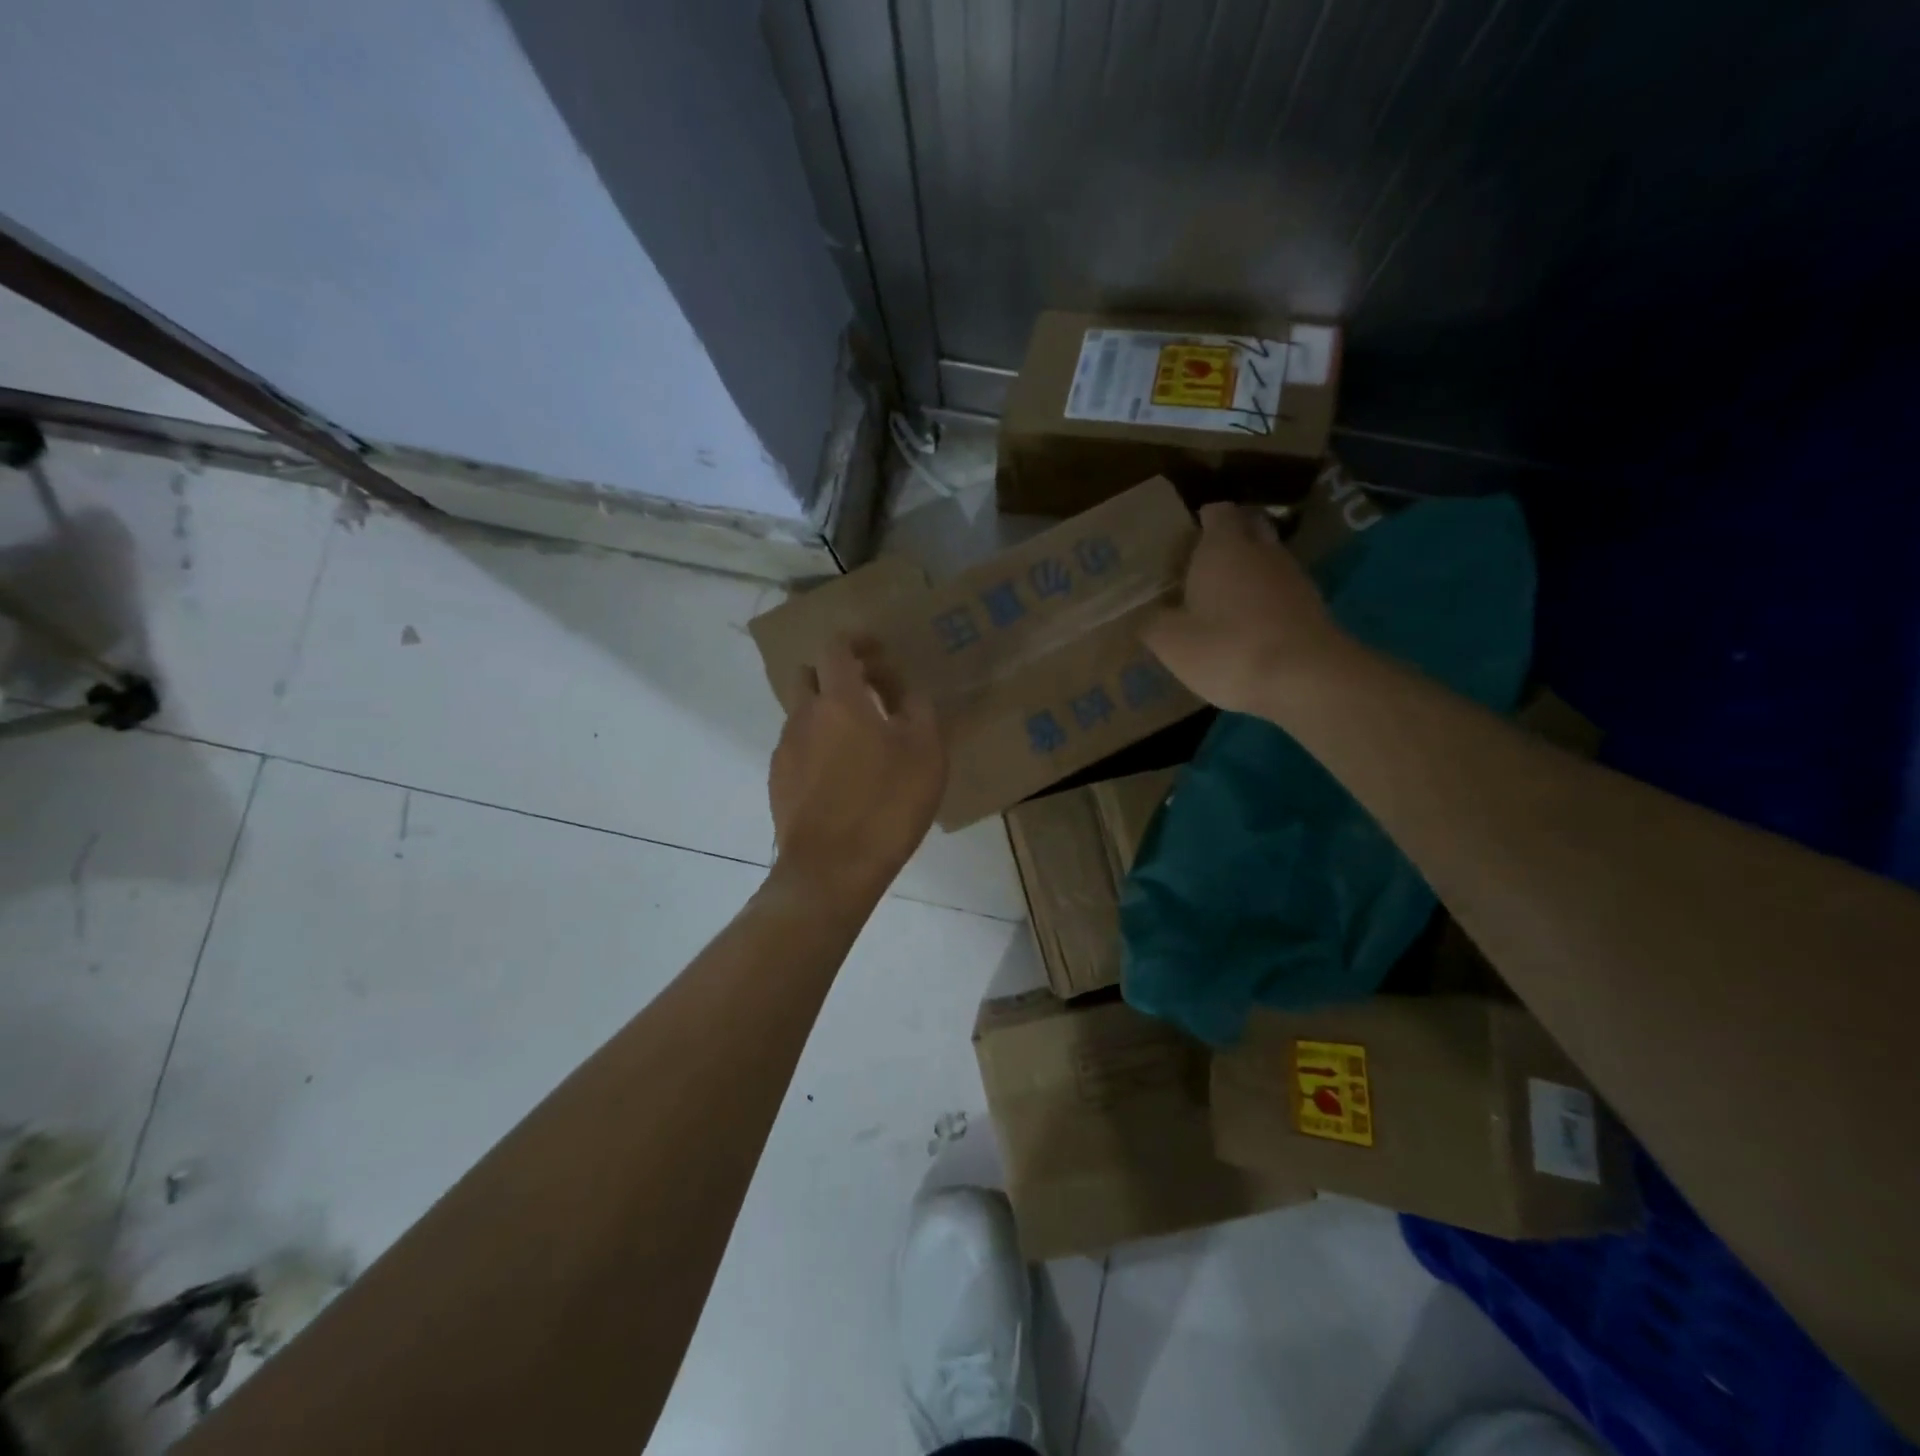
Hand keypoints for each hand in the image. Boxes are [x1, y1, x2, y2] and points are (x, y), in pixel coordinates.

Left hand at [767, 636, 946, 904]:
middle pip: (809, 675)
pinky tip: (843, 775)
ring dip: (828, 713)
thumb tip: (909, 693)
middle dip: (836, 674)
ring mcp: (785, 750)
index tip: (879, 651)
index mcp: (839, 700)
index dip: (856, 641)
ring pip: (802, 714)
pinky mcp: (778, 782)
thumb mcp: (926, 754)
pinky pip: (797, 748)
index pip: (835, 647)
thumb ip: (919, 711)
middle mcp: (803, 716)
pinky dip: (818, 746)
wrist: (832, 870)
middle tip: (871, 694)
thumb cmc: (887, 805)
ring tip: (862, 741)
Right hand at [1143, 502, 1354, 716]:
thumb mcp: (1171, 642)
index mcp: (1223, 546)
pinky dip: (1265, 601)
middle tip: (1202, 565)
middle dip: (1230, 539)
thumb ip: (1153, 623)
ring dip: (1248, 573)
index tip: (1186, 538)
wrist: (1306, 679)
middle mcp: (1262, 551)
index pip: (1217, 512)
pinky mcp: (1312, 607)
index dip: (1202, 520)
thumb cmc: (1227, 648)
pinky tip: (1248, 627)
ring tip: (1222, 599)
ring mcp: (1293, 577)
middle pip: (1249, 529)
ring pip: (1267, 561)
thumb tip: (1145, 616)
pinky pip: (1281, 592)